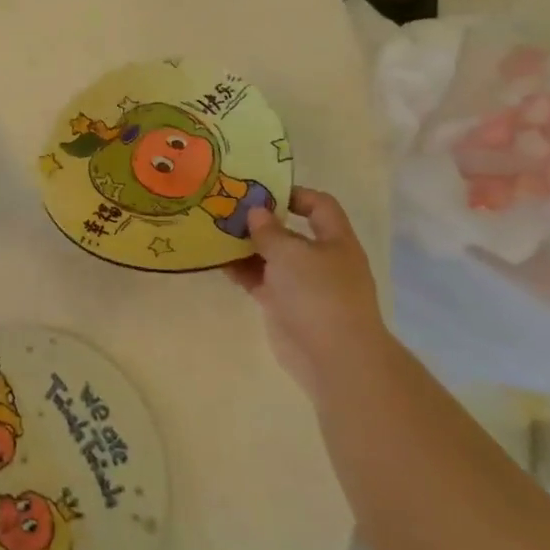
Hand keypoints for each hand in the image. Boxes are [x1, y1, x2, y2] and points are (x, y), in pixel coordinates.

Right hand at [224, 186, 389, 399]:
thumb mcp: (291, 252)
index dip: (294, 194)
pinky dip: (240, 270)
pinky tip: (216, 260)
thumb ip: (269, 230)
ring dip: (245, 246)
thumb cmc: (319, 294)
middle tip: (227, 209)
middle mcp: (321, 260)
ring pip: (271, 257)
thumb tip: (257, 212)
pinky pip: (259, 280)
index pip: (320, 206)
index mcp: (335, 242)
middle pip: (289, 232)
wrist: (334, 358)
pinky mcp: (284, 306)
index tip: (260, 191)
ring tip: (214, 231)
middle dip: (260, 221)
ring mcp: (302, 285)